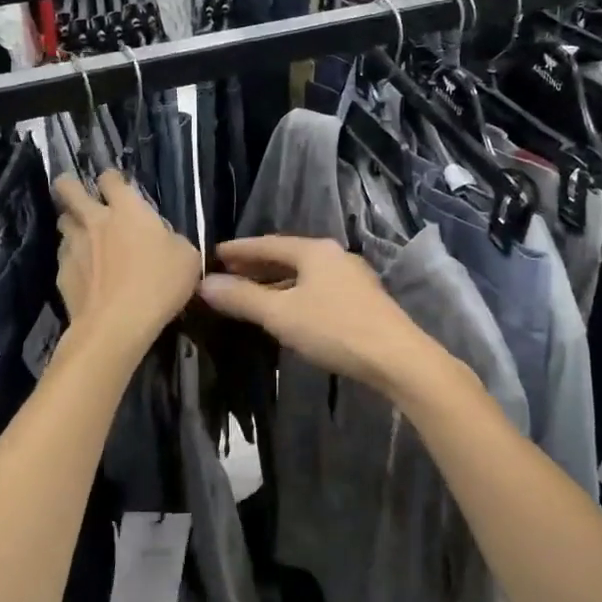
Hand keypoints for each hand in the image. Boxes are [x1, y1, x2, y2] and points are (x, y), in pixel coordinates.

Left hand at [53, 171, 200, 357]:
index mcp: (128, 210)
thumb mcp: (187, 258)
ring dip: (71, 223)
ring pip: (63, 222)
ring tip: (81, 233)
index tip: (115, 184)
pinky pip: (64, 256)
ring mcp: (74, 245)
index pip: (111, 179)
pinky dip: (72, 258)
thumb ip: (172, 240)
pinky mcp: (61, 272)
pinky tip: (82, 271)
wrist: (118, 323)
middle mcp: (95, 220)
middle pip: (68, 190)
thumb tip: (164, 240)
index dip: (111, 178)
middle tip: (74, 191)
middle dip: (68, 185)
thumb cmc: (159, 284)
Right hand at [198, 236, 438, 392]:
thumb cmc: (334, 329)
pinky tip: (286, 311)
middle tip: (226, 275)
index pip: (266, 244)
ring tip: (250, 294)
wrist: (397, 357)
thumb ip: (242, 298)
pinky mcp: (361, 300)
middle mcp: (333, 256)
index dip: (238, 250)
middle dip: (255, 266)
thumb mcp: (281, 315)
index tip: (213, 255)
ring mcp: (351, 277)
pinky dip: (294, 294)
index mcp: (314, 250)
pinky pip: (317, 288)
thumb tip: (205, 285)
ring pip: (303, 274)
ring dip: (275, 283)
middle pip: (286, 256)